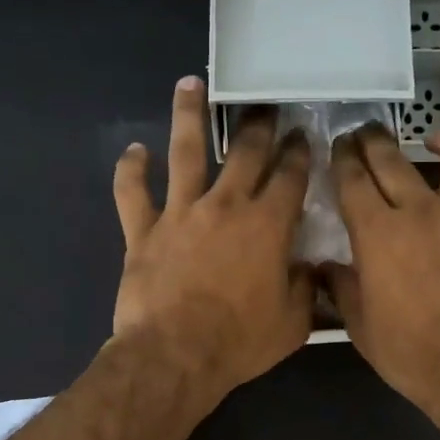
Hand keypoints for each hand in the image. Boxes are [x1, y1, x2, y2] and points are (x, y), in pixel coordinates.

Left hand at [112, 77, 313, 406]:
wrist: (174, 356)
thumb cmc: (239, 342)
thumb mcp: (292, 323)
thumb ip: (305, 288)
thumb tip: (308, 267)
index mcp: (267, 225)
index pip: (290, 176)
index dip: (300, 152)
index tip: (304, 135)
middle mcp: (225, 205)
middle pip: (245, 151)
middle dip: (258, 124)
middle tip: (263, 103)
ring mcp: (180, 213)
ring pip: (184, 152)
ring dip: (188, 115)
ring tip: (190, 84)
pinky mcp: (143, 231)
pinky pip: (132, 193)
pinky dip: (131, 170)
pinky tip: (134, 150)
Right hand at [326, 125, 439, 419]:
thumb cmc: (410, 354)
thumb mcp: (360, 326)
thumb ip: (342, 288)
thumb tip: (326, 269)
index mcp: (378, 233)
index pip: (353, 179)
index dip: (341, 159)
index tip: (337, 148)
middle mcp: (422, 211)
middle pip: (393, 158)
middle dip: (373, 139)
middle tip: (365, 134)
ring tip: (437, 141)